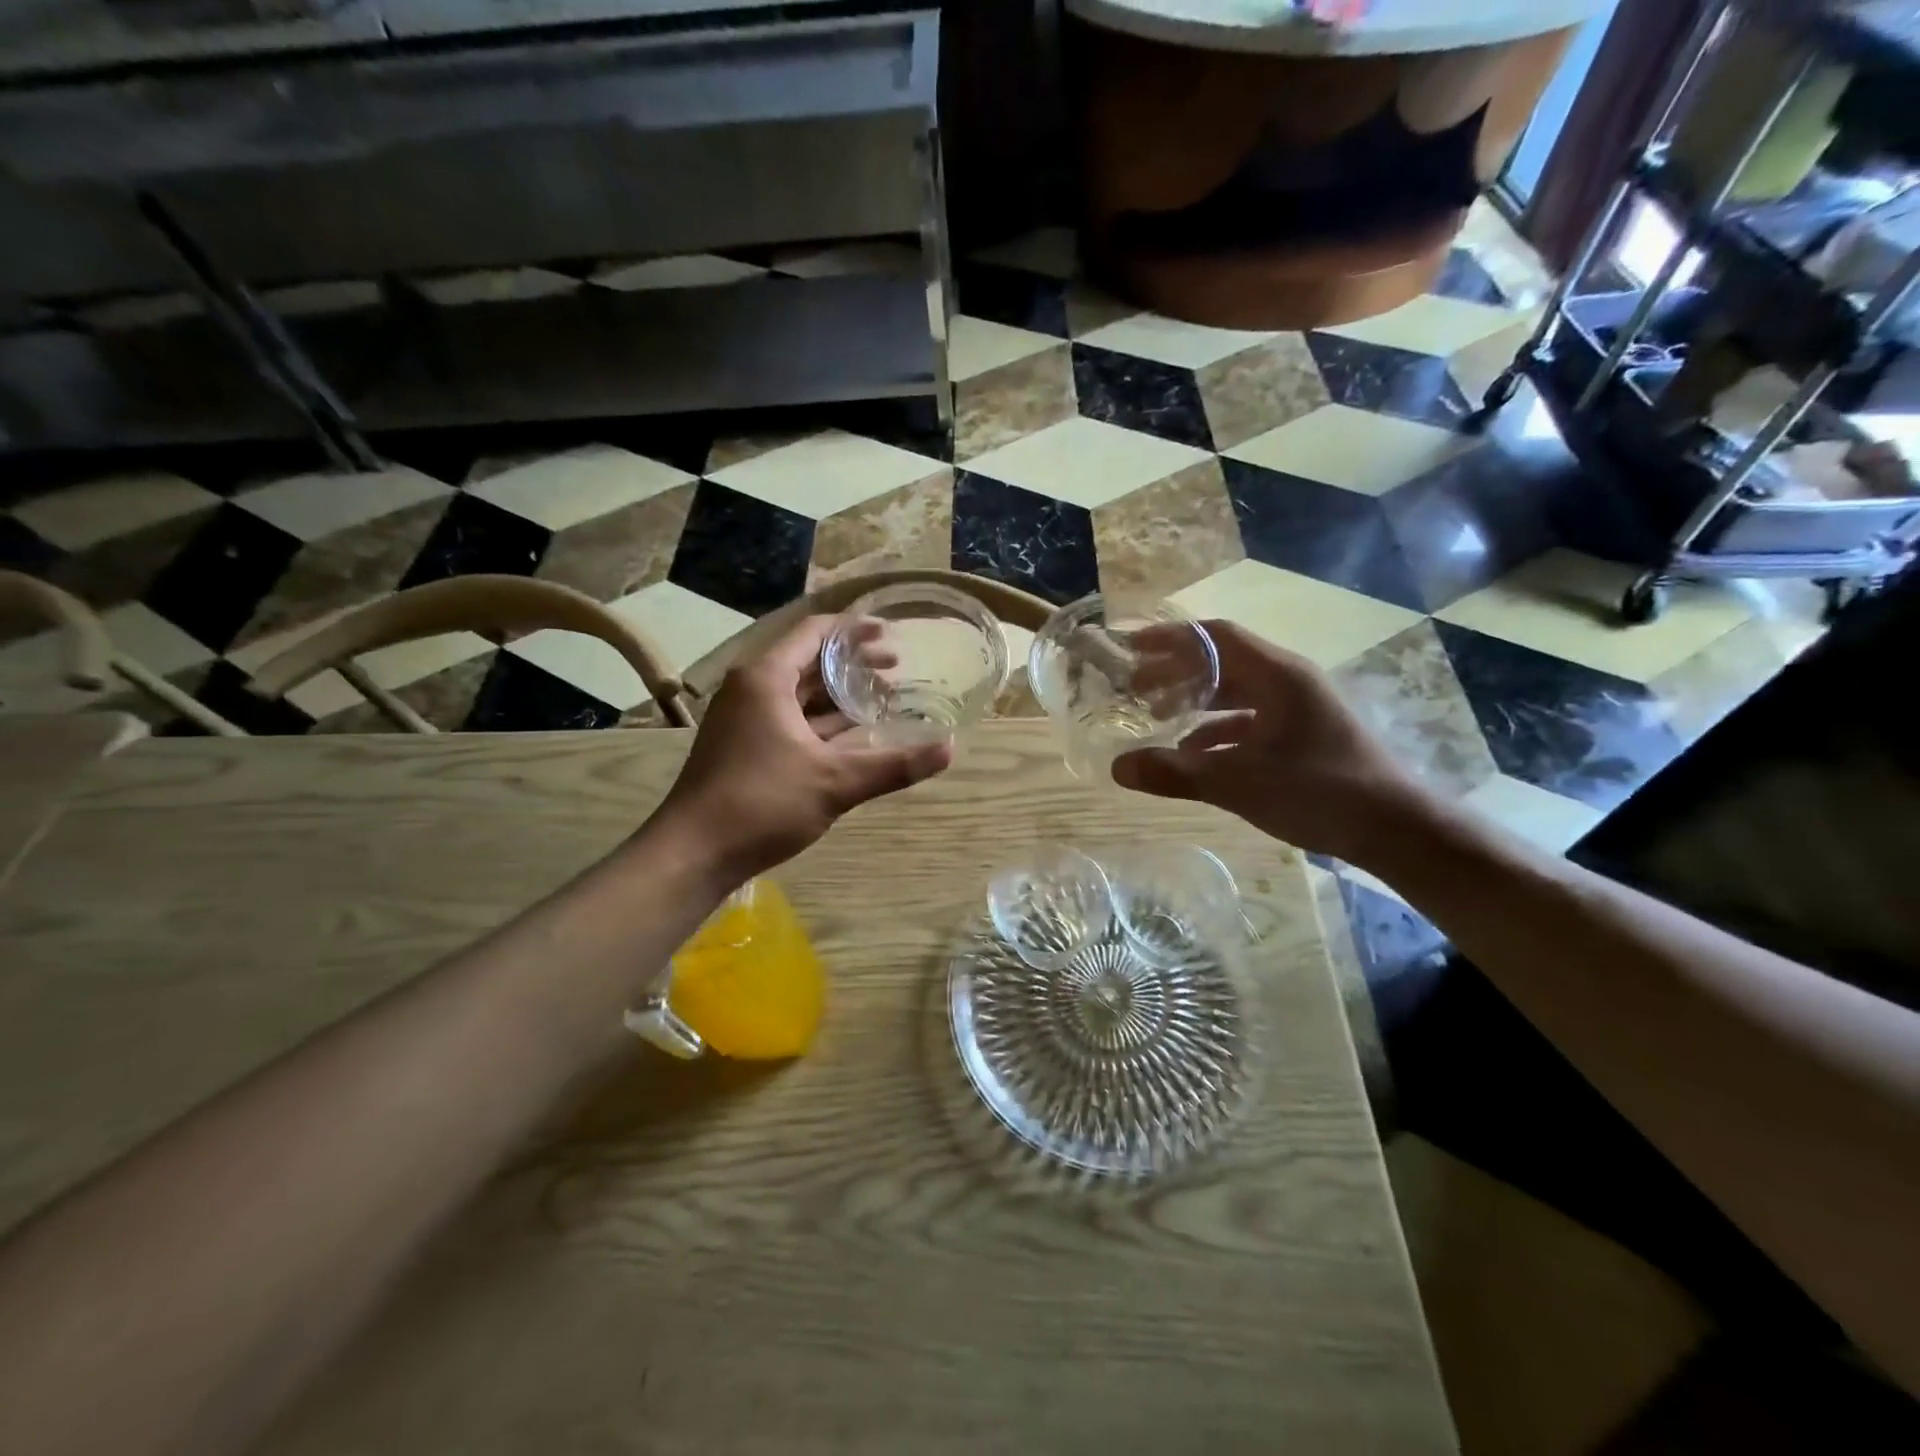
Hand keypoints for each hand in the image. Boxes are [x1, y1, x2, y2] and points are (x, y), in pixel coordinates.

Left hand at [650, 616, 952, 881]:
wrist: (693, 854)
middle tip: (896, 668)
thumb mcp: (836, 782)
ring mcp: (745, 719)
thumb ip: (894, 764)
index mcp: (766, 678)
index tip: (892, 635)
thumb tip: (948, 749)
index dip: (855, 629)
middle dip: (852, 662)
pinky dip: (821, 720)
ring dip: (838, 693)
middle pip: (807, 660)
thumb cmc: (762, 804)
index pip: (815, 632)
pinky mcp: (744, 747)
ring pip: (799, 693)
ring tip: (882, 697)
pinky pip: (790, 719)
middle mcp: (751, 689)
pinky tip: (853, 734)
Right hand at [1113, 621, 1430, 866]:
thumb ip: (1176, 774)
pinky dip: (1215, 731)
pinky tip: (1192, 753)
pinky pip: (1249, 722)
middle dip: (1175, 672)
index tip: (1130, 649)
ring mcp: (1297, 710)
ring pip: (1234, 693)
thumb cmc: (1321, 792)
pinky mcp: (1302, 737)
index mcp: (1278, 675)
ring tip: (1154, 716)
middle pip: (1221, 663)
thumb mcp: (1240, 783)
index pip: (1215, 638)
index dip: (1169, 639)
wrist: (1397, 830)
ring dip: (1194, 701)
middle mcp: (1287, 682)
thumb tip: (1117, 768)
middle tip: (1132, 688)